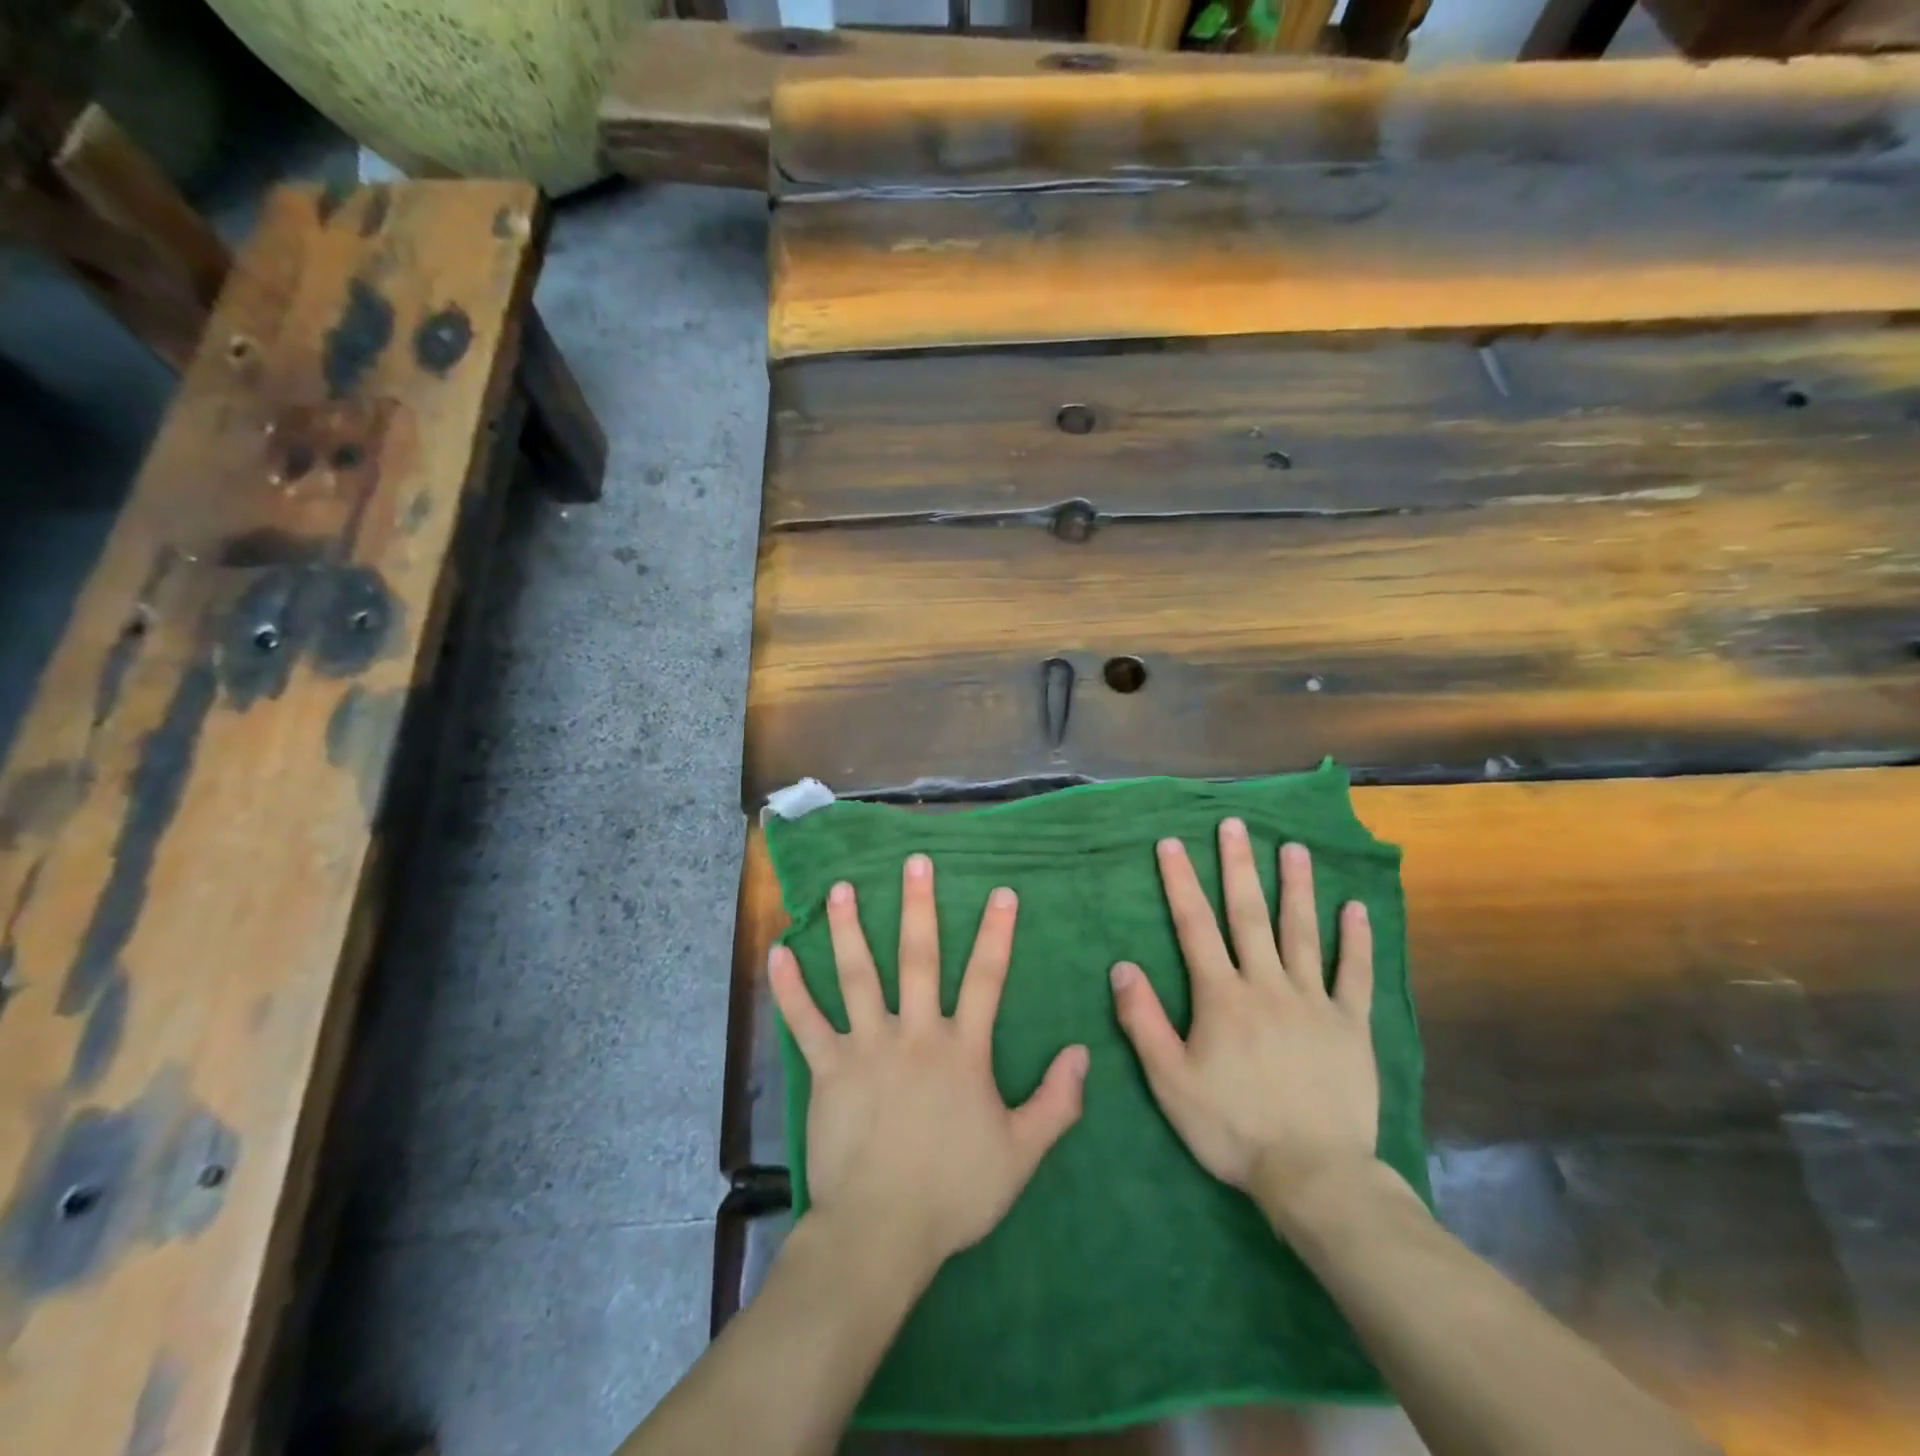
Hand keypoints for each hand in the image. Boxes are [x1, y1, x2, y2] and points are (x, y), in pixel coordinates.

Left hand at [769, 853, 1088, 1279]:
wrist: (882, 1231)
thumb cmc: (953, 1192)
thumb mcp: (1021, 1154)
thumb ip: (1055, 1102)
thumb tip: (1083, 1052)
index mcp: (962, 1050)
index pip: (986, 979)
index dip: (996, 934)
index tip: (1001, 892)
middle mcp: (915, 1034)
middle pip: (919, 958)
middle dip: (919, 907)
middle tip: (915, 862)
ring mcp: (867, 1046)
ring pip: (858, 975)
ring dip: (850, 929)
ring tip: (843, 888)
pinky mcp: (828, 1068)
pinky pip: (806, 1021)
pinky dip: (791, 988)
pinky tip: (778, 953)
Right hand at [1110, 819, 1378, 1220]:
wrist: (1314, 1175)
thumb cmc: (1232, 1128)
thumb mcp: (1170, 1081)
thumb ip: (1144, 1021)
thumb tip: (1123, 967)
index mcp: (1222, 997)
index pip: (1194, 926)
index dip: (1181, 882)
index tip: (1172, 843)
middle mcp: (1266, 985)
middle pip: (1249, 915)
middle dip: (1239, 866)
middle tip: (1235, 825)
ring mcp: (1313, 1002)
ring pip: (1302, 933)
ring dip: (1297, 887)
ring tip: (1294, 848)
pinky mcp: (1351, 1026)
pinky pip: (1354, 974)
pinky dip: (1356, 940)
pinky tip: (1355, 908)